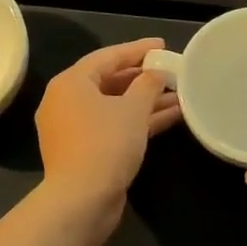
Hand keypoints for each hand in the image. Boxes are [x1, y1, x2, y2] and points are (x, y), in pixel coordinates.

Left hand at [36, 38, 181, 206]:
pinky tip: (171, 117)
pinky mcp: (84, 151)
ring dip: (146, 101)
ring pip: (114, 106)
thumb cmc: (106, 143)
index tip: (162, 45)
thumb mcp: (133, 108)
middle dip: (143, 78)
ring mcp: (73, 128)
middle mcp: (66, 101)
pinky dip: (138, 120)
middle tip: (171, 71)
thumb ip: (148, 84)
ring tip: (180, 95)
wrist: (82, 200)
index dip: (137, 50)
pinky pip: (113, 126)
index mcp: (70, 82)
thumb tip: (156, 73)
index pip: (107, 56)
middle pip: (109, 81)